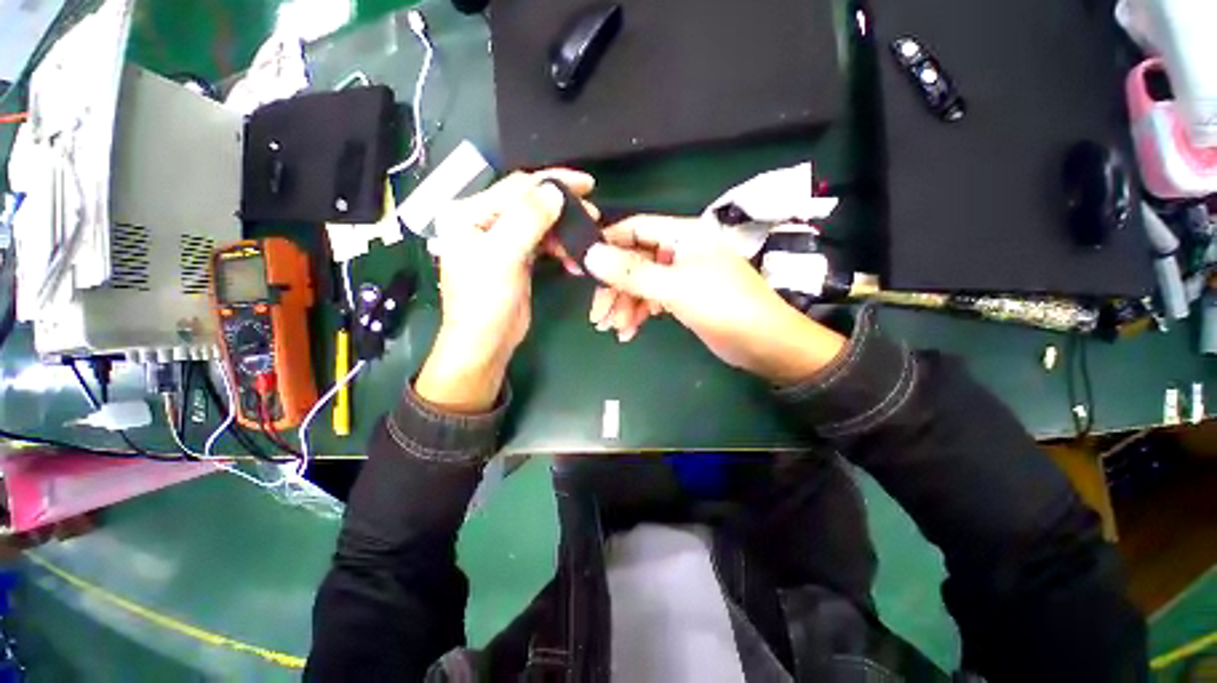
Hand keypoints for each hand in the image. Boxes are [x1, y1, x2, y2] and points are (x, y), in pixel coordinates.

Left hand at [416, 169, 594, 411]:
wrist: (485, 341)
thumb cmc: (485, 301)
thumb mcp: (502, 256)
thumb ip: (527, 220)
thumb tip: (554, 191)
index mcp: (469, 213)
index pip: (516, 187)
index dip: (552, 182)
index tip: (587, 184)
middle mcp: (483, 221)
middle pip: (528, 202)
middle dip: (562, 206)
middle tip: (592, 214)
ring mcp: (501, 240)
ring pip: (539, 223)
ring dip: (563, 229)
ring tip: (586, 236)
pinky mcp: (516, 258)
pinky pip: (542, 242)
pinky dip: (559, 247)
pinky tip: (572, 257)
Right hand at [584, 215, 846, 384]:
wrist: (765, 344)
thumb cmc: (724, 306)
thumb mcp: (675, 288)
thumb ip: (632, 272)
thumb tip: (589, 255)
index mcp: (682, 234)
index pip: (633, 229)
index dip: (605, 245)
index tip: (580, 268)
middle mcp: (679, 250)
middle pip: (633, 261)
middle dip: (614, 289)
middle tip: (597, 316)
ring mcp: (681, 275)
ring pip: (640, 284)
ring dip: (624, 305)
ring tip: (613, 329)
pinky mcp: (682, 298)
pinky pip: (651, 300)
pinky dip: (638, 314)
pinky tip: (628, 333)